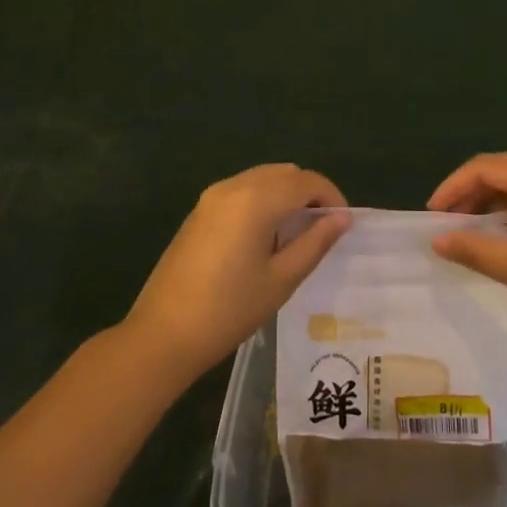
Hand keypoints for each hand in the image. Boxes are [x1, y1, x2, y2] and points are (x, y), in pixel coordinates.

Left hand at [125, 165, 349, 381]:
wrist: (163, 333)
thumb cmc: (229, 309)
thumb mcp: (281, 279)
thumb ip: (315, 242)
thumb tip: (342, 218)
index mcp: (256, 200)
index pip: (306, 181)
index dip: (331, 197)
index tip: (342, 225)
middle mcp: (234, 186)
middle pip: (284, 173)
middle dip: (309, 193)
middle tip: (322, 229)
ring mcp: (212, 196)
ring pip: (263, 178)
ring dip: (286, 195)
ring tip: (296, 235)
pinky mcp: (200, 210)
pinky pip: (242, 190)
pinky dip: (263, 200)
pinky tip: (265, 237)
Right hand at [428, 153, 506, 344]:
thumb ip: (475, 249)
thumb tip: (437, 240)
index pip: (487, 167)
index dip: (453, 187)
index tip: (431, 215)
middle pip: (506, 171)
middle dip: (472, 194)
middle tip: (447, 223)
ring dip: (494, 204)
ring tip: (470, 231)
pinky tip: (506, 237)